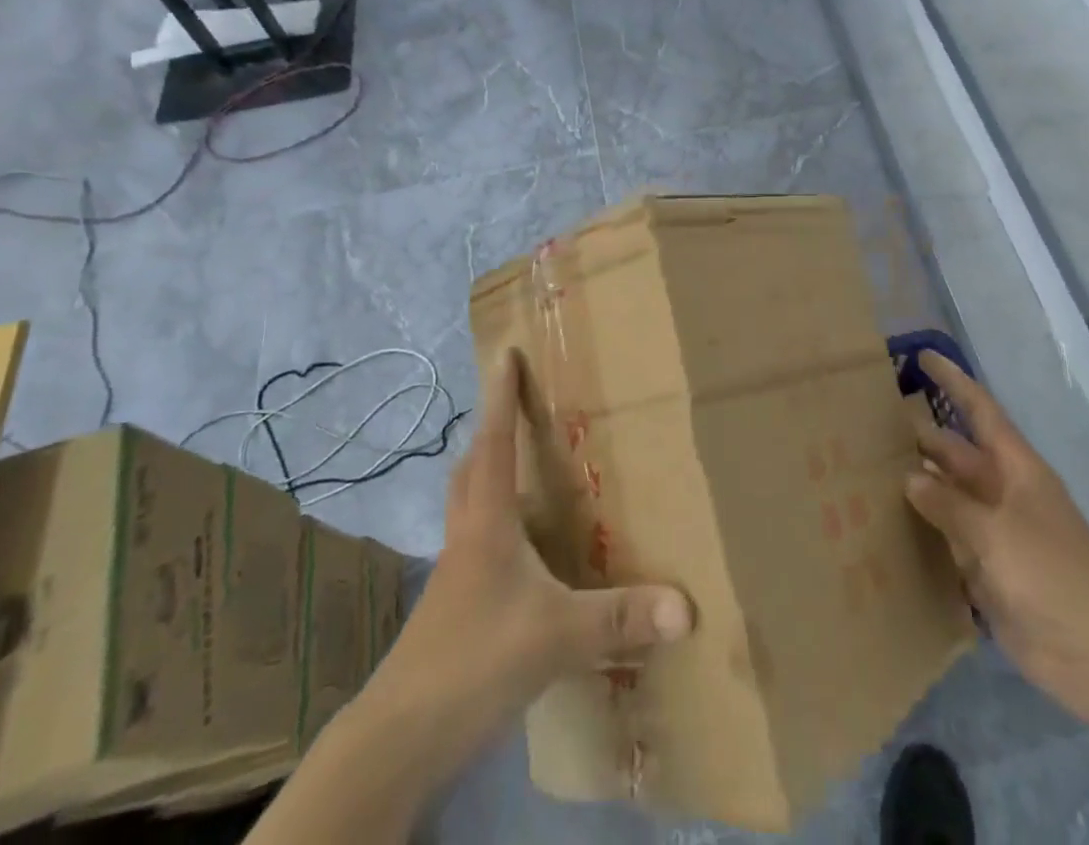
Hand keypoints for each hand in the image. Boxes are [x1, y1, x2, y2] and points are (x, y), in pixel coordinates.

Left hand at [391, 348, 693, 731]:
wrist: (401, 734)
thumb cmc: (476, 659)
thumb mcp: (557, 636)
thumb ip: (620, 618)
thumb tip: (687, 607)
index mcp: (488, 521)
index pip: (494, 442)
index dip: (500, 395)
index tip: (504, 353)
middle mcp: (467, 535)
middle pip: (472, 466)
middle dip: (491, 429)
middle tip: (514, 405)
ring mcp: (455, 572)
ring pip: (468, 502)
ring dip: (487, 473)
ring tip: (518, 466)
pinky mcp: (452, 606)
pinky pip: (474, 541)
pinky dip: (492, 522)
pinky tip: (518, 549)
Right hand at [903, 350, 1088, 726]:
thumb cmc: (1054, 577)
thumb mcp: (998, 532)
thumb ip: (950, 504)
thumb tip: (910, 477)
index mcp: (1017, 470)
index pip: (980, 411)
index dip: (953, 381)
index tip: (922, 356)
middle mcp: (1003, 493)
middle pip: (956, 453)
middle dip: (921, 436)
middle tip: (871, 421)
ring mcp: (995, 533)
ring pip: (948, 496)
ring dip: (917, 485)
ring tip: (867, 469)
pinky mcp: (987, 571)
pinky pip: (947, 540)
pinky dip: (922, 531)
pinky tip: (886, 525)